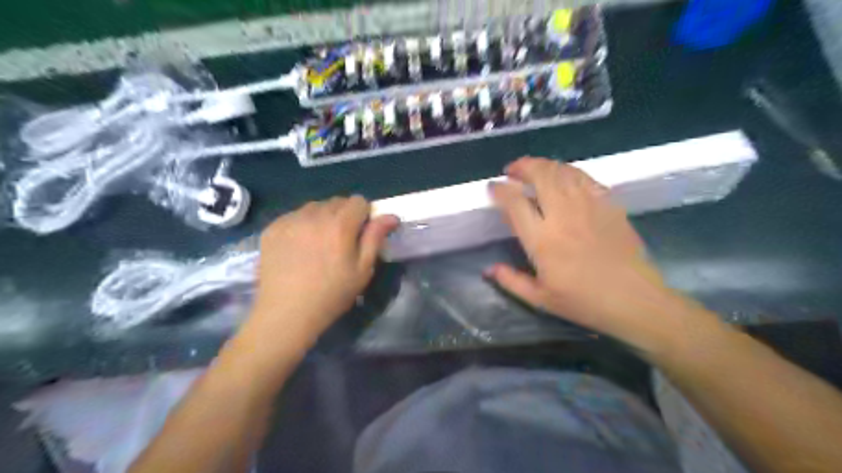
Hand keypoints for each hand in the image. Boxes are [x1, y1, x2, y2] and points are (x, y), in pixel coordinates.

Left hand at [249, 197, 399, 345]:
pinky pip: (294, 216)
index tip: (360, 234)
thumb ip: (375, 237)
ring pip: (314, 207)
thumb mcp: (362, 269)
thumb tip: (391, 215)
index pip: (359, 201)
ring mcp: (290, 220)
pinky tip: (299, 247)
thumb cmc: (332, 294)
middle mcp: (314, 214)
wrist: (286, 313)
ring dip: (322, 218)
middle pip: (336, 201)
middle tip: (340, 241)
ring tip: (318, 243)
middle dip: (344, 215)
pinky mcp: (272, 228)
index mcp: (340, 224)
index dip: (364, 215)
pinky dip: (301, 225)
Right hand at [488, 157, 690, 352]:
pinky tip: (564, 178)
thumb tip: (489, 269)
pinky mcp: (609, 204)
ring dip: (544, 165)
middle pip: (540, 175)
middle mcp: (563, 216)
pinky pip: (585, 177)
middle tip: (513, 171)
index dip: (500, 190)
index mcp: (542, 240)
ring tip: (535, 170)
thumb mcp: (541, 299)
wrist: (634, 299)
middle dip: (522, 166)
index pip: (515, 203)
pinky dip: (569, 172)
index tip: (493, 187)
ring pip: (563, 171)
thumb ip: (511, 281)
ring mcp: (588, 206)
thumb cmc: (585, 302)